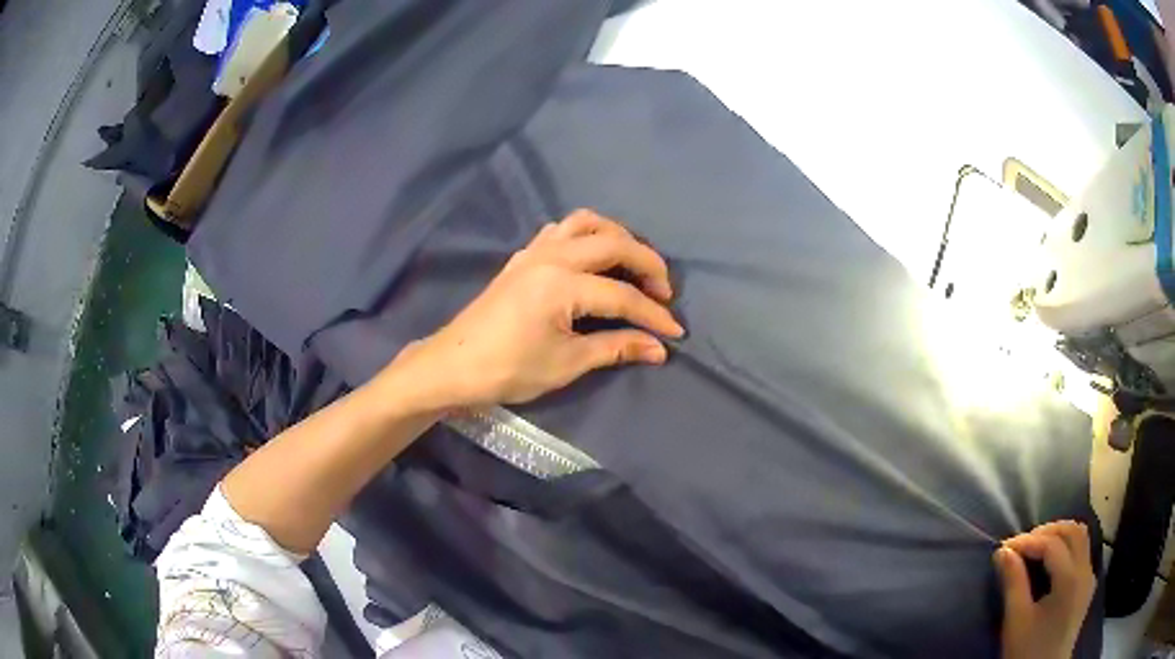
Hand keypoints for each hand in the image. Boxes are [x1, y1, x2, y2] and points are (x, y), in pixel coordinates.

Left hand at [406, 209, 683, 406]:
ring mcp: (534, 251)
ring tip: (633, 264)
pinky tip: (593, 257)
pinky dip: (587, 234)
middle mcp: (551, 256)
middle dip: (647, 264)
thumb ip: (615, 348)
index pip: (622, 295)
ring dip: (618, 237)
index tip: (675, 332)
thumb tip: (658, 349)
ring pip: (586, 223)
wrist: (453, 365)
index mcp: (561, 285)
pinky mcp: (523, 256)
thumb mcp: (566, 363)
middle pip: (613, 243)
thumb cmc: (508, 369)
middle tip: (664, 292)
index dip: (653, 315)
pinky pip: (562, 229)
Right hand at [996, 521, 1095, 658]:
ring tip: (1036, 548)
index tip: (1004, 547)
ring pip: (1081, 539)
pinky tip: (1052, 563)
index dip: (1028, 541)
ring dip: (1060, 536)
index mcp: (1070, 579)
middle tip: (1022, 544)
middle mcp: (1085, 570)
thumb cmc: (1028, 652)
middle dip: (1048, 530)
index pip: (1052, 544)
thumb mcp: (1016, 621)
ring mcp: (1089, 578)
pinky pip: (1082, 554)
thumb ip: (1013, 583)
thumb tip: (1003, 552)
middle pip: (1073, 531)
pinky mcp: (1087, 587)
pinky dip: (1067, 548)